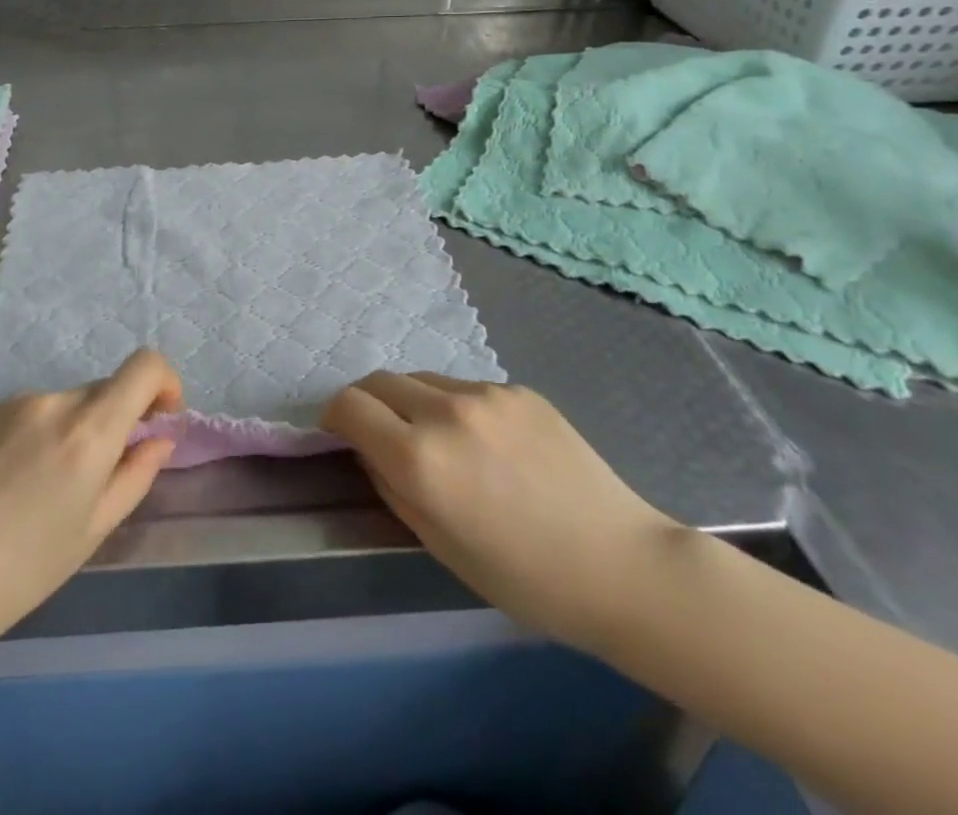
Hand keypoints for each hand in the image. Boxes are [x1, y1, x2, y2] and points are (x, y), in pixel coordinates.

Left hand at [0, 349, 182, 660]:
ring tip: (44, 492)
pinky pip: (32, 412)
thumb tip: (159, 439)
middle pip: (105, 389)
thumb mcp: (91, 532)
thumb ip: (134, 476)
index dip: (165, 383)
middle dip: (118, 420)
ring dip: (76, 431)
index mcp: (88, 431)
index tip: (161, 420)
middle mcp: (53, 402)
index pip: (144, 366)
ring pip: (67, 404)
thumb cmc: (16, 574)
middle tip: (100, 478)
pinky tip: (11, 485)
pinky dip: (41, 435)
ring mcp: (13, 403)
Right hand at [322, 372, 676, 648]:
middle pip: (379, 381)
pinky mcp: (518, 388)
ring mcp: (486, 394)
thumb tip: (369, 448)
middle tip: (384, 437)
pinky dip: (458, 407)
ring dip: (414, 403)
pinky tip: (492, 446)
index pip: (348, 405)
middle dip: (369, 404)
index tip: (342, 435)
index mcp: (420, 458)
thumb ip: (391, 486)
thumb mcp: (439, 545)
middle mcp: (446, 411)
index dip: (335, 417)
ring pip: (423, 380)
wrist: (622, 566)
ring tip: (444, 445)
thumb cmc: (524, 577)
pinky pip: (466, 387)